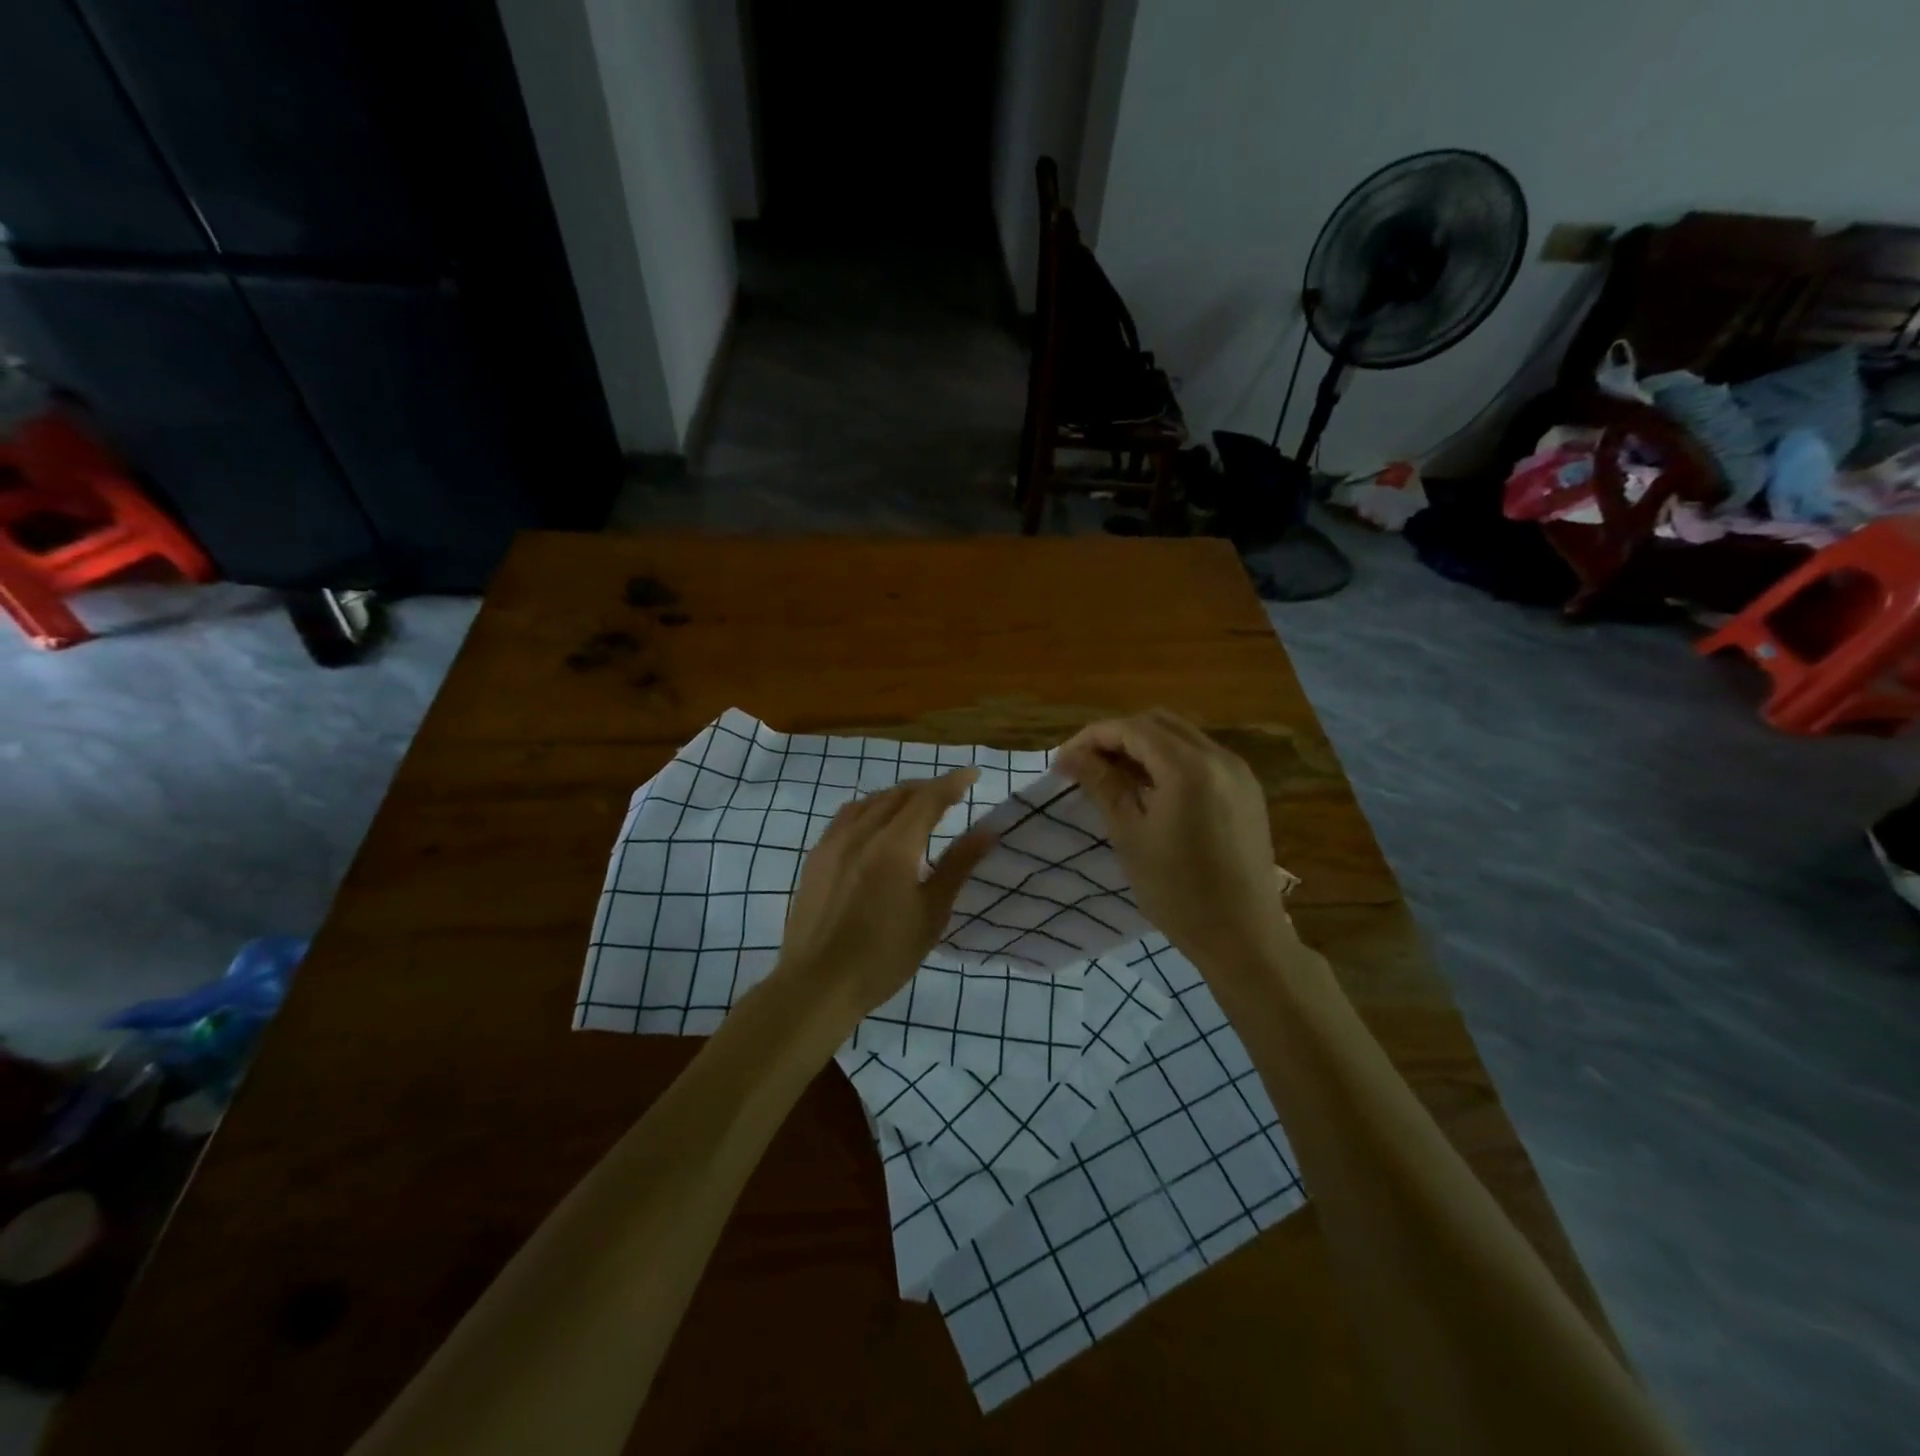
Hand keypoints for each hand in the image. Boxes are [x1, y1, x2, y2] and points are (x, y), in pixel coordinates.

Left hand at [773, 768, 995, 1035]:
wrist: (818, 984)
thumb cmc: (884, 956)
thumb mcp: (931, 914)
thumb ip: (958, 866)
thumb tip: (987, 830)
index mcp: (894, 846)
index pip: (928, 799)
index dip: (952, 783)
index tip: (972, 774)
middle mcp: (862, 833)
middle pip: (898, 794)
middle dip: (927, 788)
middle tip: (950, 793)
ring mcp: (833, 842)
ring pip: (870, 801)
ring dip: (897, 795)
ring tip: (915, 804)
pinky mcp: (816, 857)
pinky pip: (846, 816)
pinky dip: (870, 808)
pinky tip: (875, 823)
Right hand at [1057, 710, 1292, 975]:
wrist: (1244, 937)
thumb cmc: (1178, 891)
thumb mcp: (1130, 836)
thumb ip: (1103, 785)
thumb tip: (1070, 756)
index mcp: (1190, 768)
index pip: (1132, 729)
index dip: (1093, 737)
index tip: (1064, 760)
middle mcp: (1220, 758)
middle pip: (1158, 724)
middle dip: (1118, 736)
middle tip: (1086, 764)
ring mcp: (1239, 773)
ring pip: (1182, 737)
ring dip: (1144, 746)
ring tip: (1112, 775)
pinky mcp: (1247, 791)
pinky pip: (1201, 757)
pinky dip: (1170, 760)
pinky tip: (1150, 789)